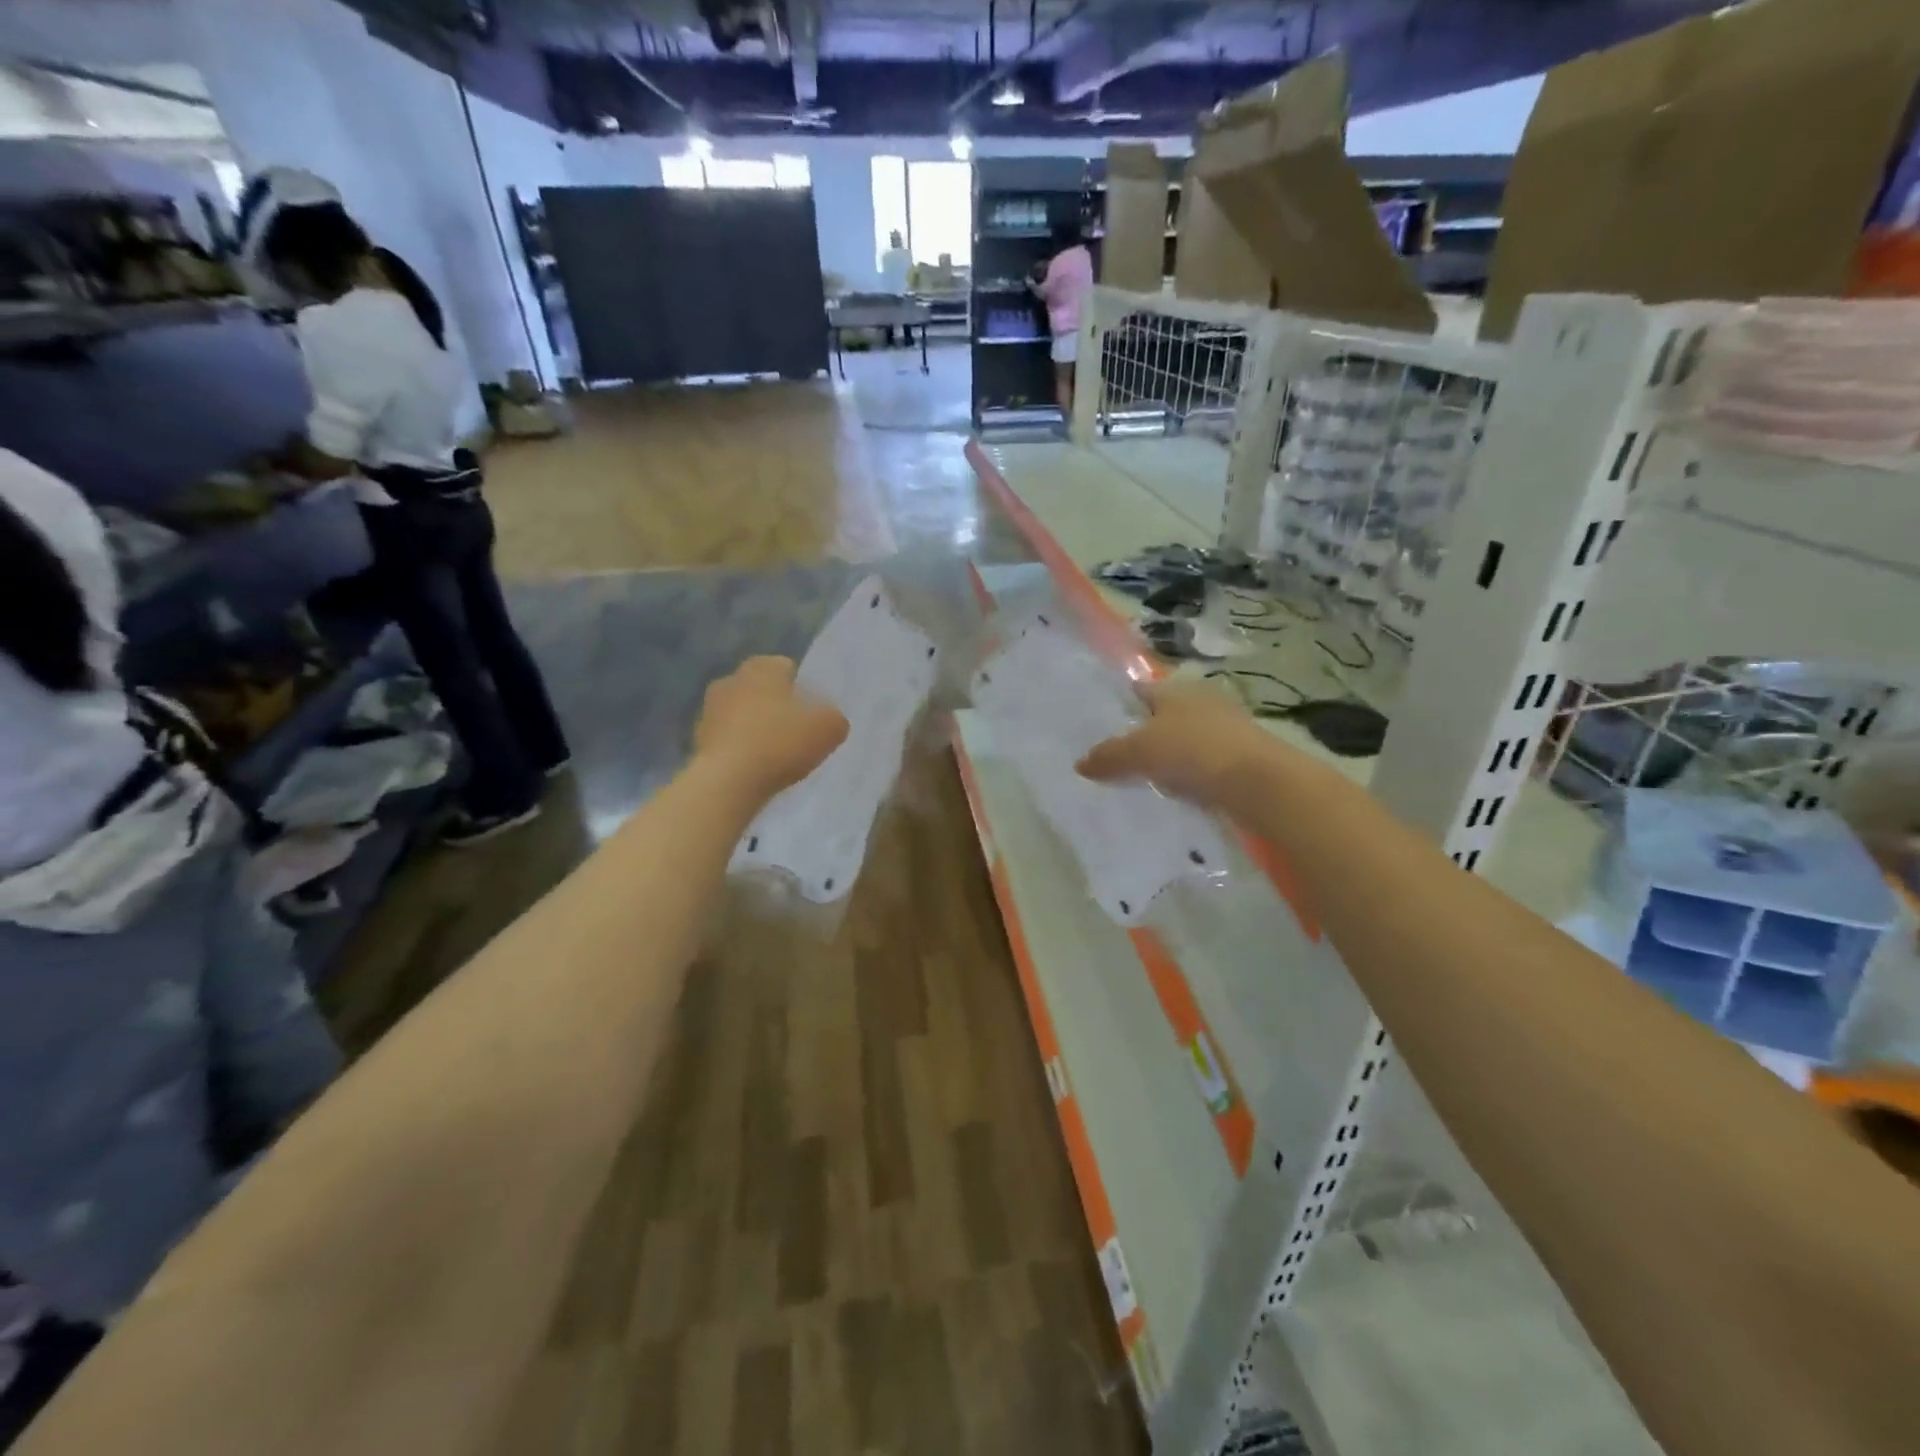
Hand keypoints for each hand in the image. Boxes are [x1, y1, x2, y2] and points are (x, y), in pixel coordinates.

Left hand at [695, 656, 847, 799]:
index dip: (805, 692)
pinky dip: (742, 750)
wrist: (728, 782)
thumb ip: (834, 717)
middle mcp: (731, 679)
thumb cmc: (780, 742)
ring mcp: (709, 709)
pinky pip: (730, 740)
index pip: (789, 669)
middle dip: (779, 708)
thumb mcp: (830, 727)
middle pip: (765, 692)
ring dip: (758, 729)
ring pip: (744, 715)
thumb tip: (828, 720)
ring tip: (778, 757)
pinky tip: (756, 770)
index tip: (814, 716)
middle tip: (799, 735)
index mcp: (761, 666)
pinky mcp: (698, 739)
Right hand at [1077, 678, 1271, 807]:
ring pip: (1185, 738)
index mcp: (1174, 689)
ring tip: (1143, 778)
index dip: (1119, 705)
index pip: (1139, 691)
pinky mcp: (1242, 755)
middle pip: (1163, 715)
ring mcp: (1226, 726)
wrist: (1259, 782)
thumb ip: (1108, 756)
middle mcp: (1201, 700)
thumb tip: (1080, 763)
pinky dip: (1190, 773)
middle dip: (1143, 733)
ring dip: (1169, 755)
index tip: (1099, 725)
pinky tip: (1177, 791)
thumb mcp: (1140, 753)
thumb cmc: (1194, 751)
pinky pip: (1204, 762)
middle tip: (1116, 757)